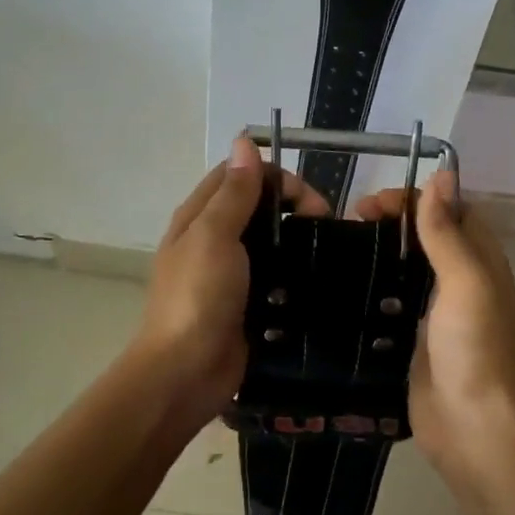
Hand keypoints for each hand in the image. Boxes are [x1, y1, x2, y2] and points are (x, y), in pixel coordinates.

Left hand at [132, 137, 329, 419]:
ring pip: (269, 240)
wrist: (186, 373)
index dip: (275, 175)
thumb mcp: (214, 236)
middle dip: (292, 205)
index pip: (239, 174)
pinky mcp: (247, 302)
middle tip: (324, 224)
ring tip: (327, 250)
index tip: (308, 198)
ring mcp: (230, 273)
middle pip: (256, 205)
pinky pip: (275, 276)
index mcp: (198, 216)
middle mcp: (212, 239)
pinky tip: (317, 278)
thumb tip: (244, 141)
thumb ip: (233, 192)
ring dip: (297, 238)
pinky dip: (295, 271)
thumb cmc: (198, 297)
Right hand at [352, 171, 514, 478]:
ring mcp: (435, 314)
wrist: (474, 431)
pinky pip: (391, 305)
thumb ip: (448, 231)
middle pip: (426, 237)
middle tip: (349, 223)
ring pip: (406, 269)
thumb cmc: (476, 350)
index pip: (450, 211)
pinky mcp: (413, 342)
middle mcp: (461, 283)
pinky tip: (340, 288)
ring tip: (338, 249)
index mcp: (481, 262)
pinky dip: (370, 291)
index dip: (415, 198)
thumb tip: (442, 174)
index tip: (371, 203)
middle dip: (391, 222)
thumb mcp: (466, 282)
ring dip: (379, 254)